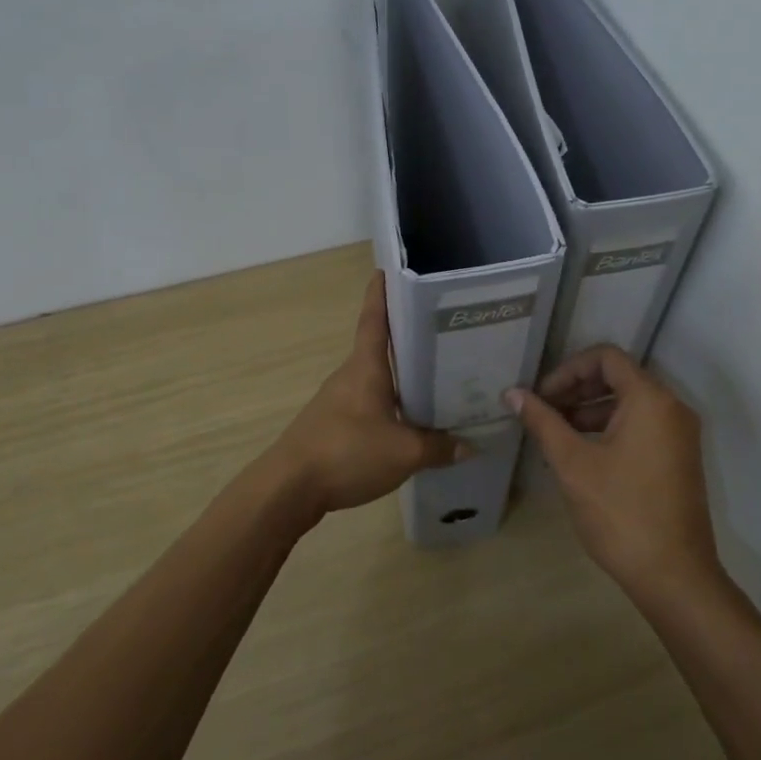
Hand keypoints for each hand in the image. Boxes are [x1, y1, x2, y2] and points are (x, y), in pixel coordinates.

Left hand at [268, 272, 468, 520]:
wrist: (289, 488)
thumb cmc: (347, 452)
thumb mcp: (404, 453)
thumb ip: (439, 448)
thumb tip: (471, 445)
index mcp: (366, 367)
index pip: (374, 318)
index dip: (382, 293)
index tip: (390, 271)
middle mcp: (350, 375)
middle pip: (380, 348)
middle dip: (408, 338)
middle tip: (443, 332)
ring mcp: (338, 400)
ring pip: (376, 379)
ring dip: (401, 376)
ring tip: (436, 379)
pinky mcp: (333, 425)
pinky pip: (369, 404)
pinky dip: (390, 403)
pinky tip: (409, 421)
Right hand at [508, 345, 719, 601]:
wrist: (674, 576)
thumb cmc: (620, 513)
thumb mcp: (572, 464)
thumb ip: (543, 422)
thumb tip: (513, 393)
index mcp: (650, 399)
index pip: (606, 357)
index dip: (568, 370)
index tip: (542, 397)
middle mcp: (671, 408)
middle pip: (619, 377)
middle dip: (576, 389)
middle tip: (543, 412)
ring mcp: (679, 434)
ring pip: (630, 403)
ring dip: (590, 410)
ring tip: (556, 434)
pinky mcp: (679, 458)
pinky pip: (642, 425)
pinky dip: (610, 428)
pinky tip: (581, 454)